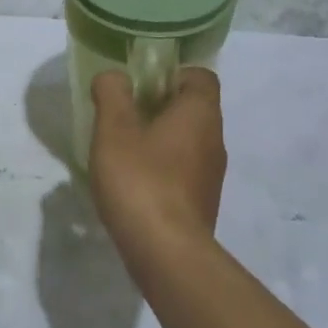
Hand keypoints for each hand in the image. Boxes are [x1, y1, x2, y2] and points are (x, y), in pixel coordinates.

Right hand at [88, 67, 226, 257]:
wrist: (166, 252)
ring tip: (122, 151)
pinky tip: (133, 184)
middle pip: (192, 109)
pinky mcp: (202, 203)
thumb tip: (114, 77)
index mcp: (200, 113)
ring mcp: (211, 175)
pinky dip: (161, 169)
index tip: (139, 87)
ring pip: (187, 142)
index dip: (170, 75)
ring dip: (158, 140)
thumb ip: (112, 94)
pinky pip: (183, 172)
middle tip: (122, 117)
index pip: (200, 76)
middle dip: (158, 107)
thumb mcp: (114, 129)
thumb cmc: (140, 180)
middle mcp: (214, 139)